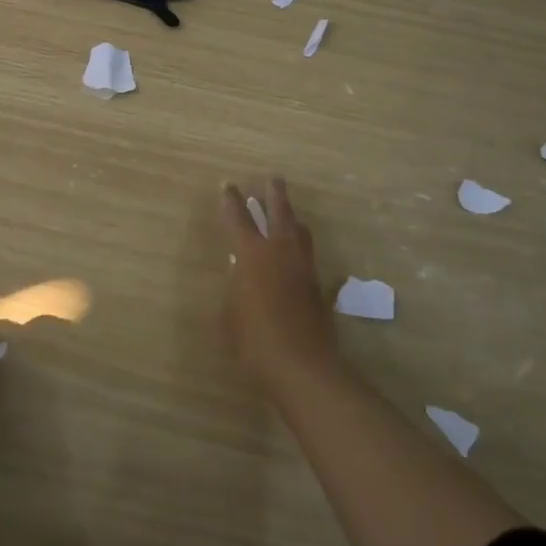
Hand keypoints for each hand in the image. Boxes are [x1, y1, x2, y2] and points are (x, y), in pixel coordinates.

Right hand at [221, 177, 338, 399]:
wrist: (302, 367)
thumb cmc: (254, 341)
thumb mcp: (230, 314)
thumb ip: (234, 287)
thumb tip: (240, 274)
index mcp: (252, 254)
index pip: (238, 219)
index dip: (231, 201)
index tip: (228, 185)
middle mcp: (280, 252)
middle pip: (279, 213)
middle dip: (274, 194)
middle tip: (273, 179)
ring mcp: (303, 268)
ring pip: (300, 231)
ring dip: (292, 218)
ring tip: (288, 213)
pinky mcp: (318, 286)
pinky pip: (308, 255)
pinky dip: (301, 247)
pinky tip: (299, 254)